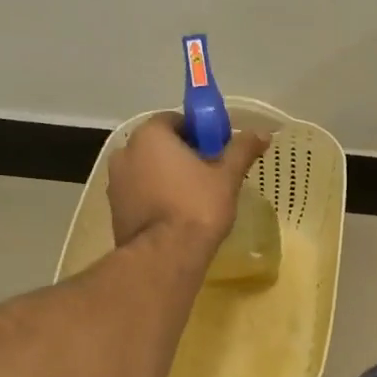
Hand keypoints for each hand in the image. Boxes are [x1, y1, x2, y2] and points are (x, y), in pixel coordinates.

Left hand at [107, 115, 270, 253]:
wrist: (165, 256)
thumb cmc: (197, 206)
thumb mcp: (227, 176)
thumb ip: (242, 150)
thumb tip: (262, 133)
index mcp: (149, 135)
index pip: (175, 120)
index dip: (198, 132)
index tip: (216, 150)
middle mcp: (125, 152)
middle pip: (159, 145)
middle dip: (182, 154)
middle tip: (209, 174)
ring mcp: (114, 183)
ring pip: (147, 170)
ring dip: (167, 177)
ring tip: (194, 197)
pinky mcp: (114, 210)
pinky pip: (139, 193)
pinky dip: (155, 197)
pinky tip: (176, 215)